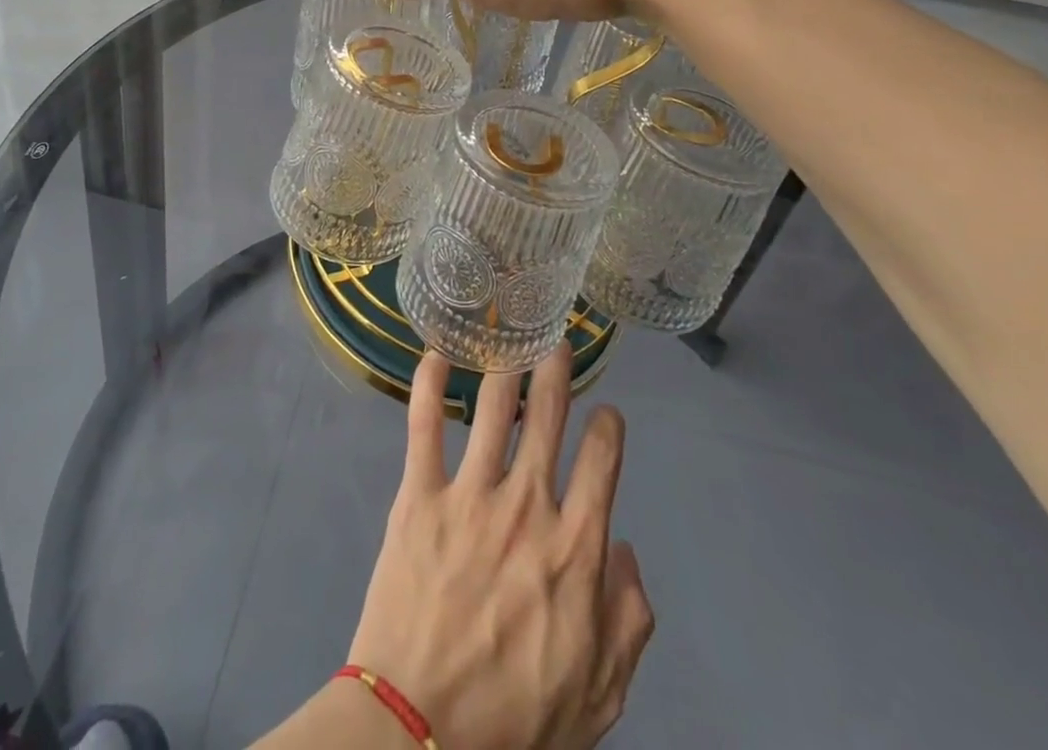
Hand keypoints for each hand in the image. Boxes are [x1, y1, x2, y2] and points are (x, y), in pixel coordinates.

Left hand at [343, 349, 655, 749]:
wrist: (421, 731)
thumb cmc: (515, 720)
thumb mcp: (599, 694)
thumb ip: (628, 621)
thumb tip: (627, 551)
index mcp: (575, 551)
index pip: (602, 465)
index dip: (608, 429)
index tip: (607, 411)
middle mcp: (527, 507)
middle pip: (547, 419)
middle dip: (556, 374)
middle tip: (557, 343)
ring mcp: (469, 495)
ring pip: (492, 410)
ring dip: (505, 367)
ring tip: (509, 336)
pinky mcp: (419, 495)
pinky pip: (423, 425)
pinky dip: (427, 383)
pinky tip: (434, 353)